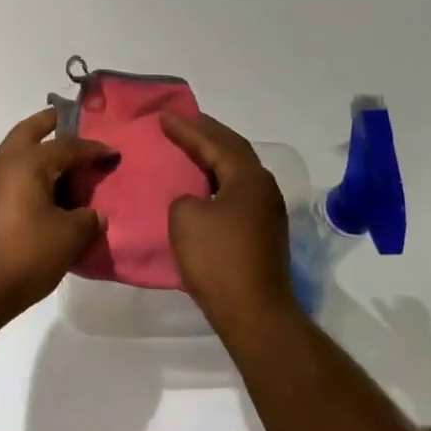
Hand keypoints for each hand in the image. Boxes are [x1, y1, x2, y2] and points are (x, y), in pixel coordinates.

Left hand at [0, 109, 114, 335]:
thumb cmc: (21, 256)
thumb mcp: (67, 238)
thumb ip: (87, 220)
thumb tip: (94, 214)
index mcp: (26, 162)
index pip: (67, 146)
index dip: (92, 149)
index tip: (112, 153)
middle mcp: (2, 163)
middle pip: (29, 132)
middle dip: (49, 123)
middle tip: (67, 120)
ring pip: (14, 155)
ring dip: (36, 154)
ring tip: (60, 166)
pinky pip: (7, 179)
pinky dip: (26, 177)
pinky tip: (40, 197)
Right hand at [161, 112, 298, 334]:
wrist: (254, 314)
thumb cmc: (218, 260)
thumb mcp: (185, 218)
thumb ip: (184, 197)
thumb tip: (195, 201)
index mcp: (248, 177)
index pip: (215, 142)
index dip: (187, 128)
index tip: (163, 117)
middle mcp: (264, 188)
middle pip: (233, 151)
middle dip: (206, 135)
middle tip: (182, 122)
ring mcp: (267, 212)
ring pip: (237, 172)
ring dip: (214, 157)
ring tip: (191, 147)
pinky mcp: (263, 233)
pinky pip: (237, 192)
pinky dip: (218, 180)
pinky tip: (204, 185)